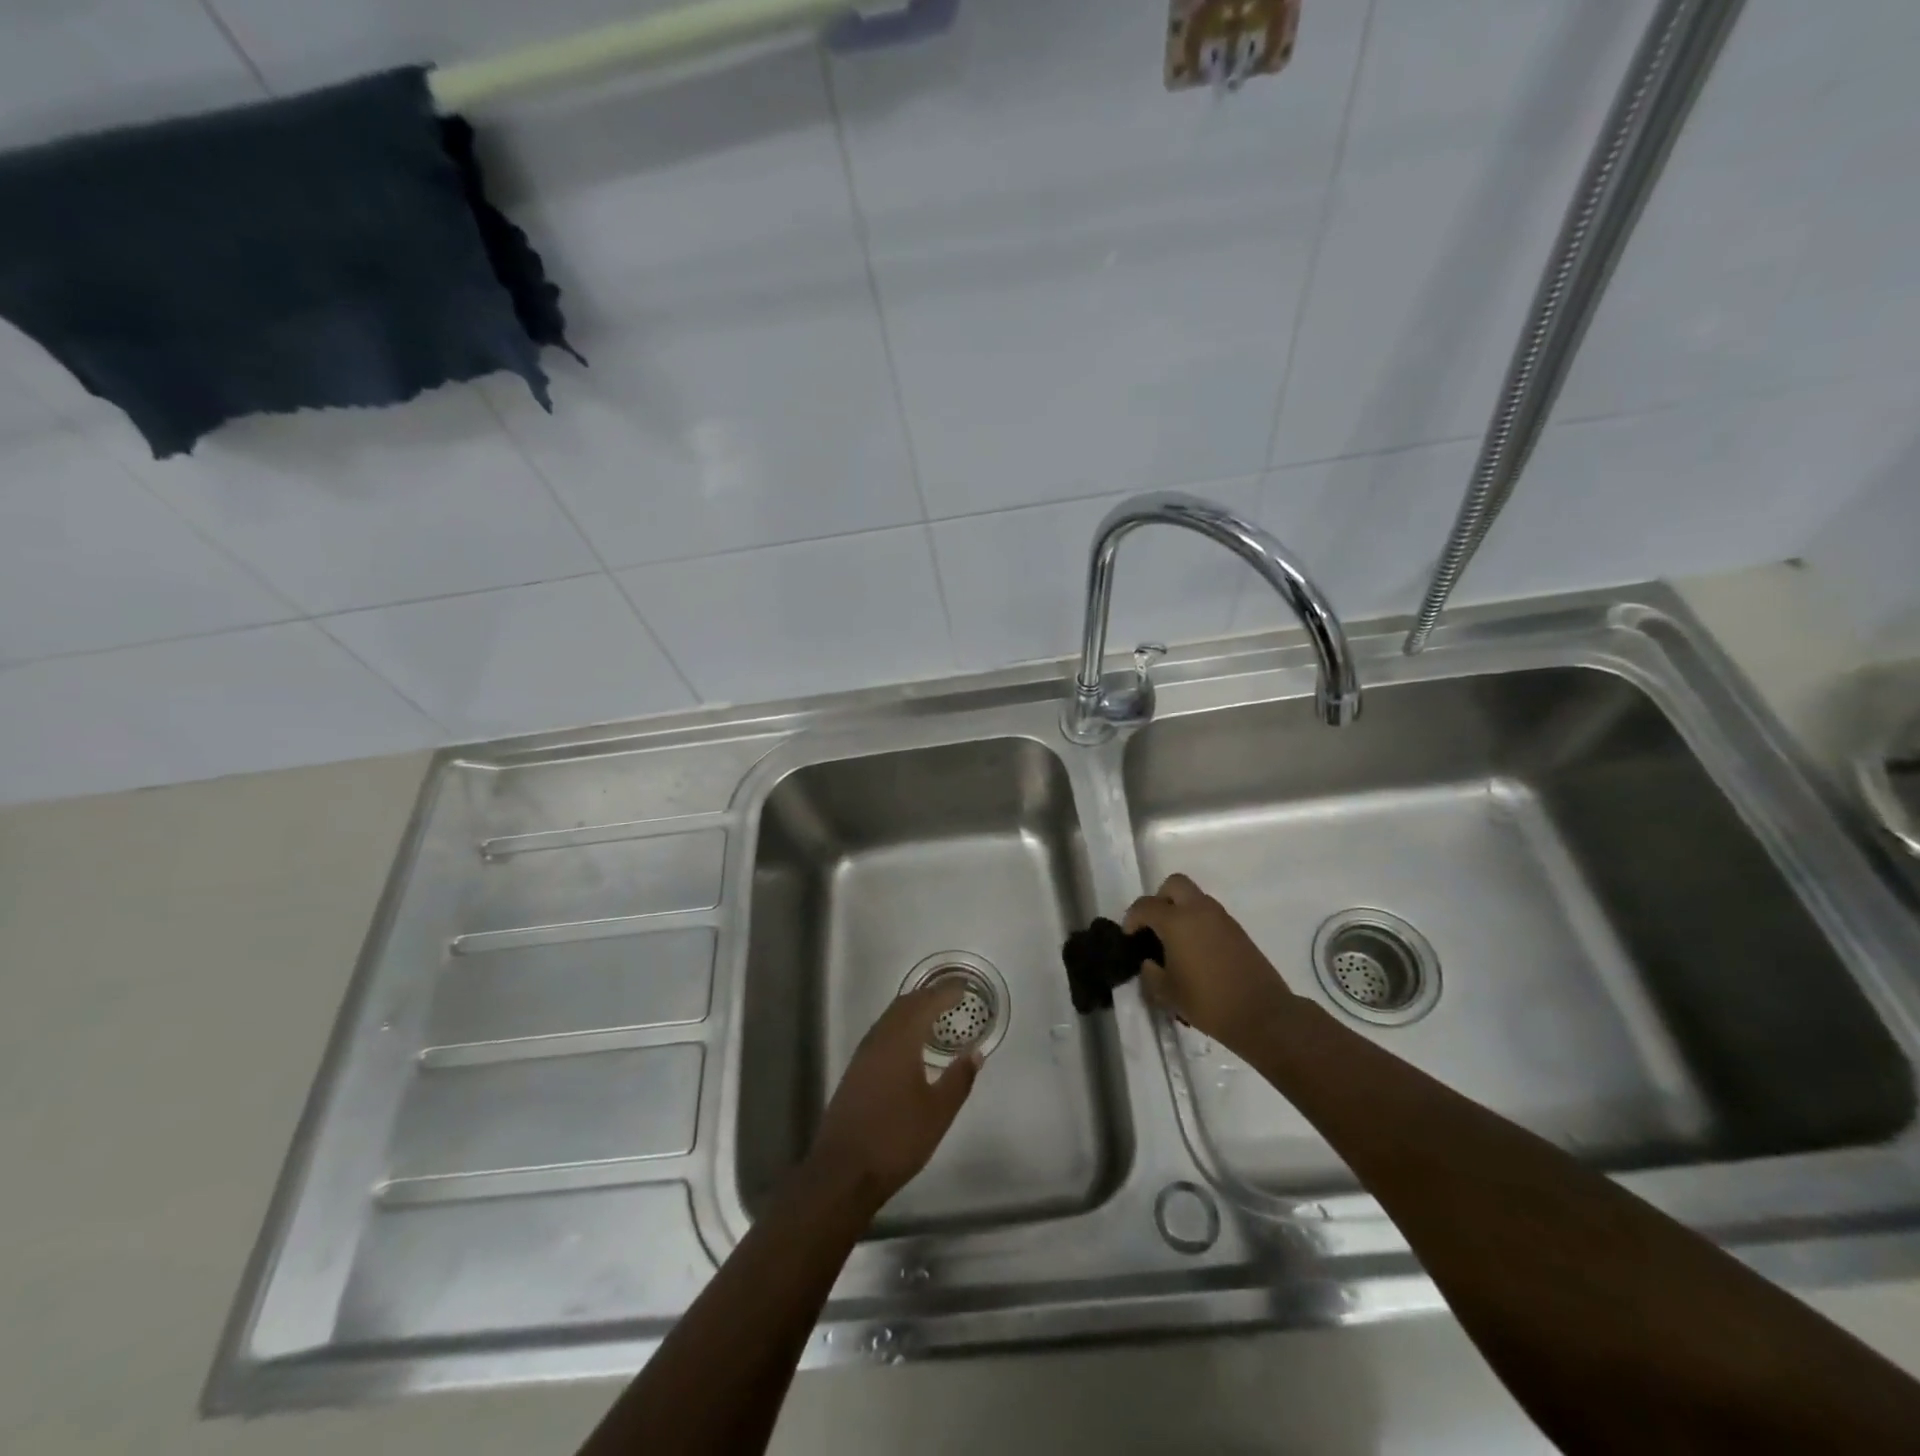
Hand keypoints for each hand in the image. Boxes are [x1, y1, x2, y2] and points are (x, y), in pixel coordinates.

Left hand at [806, 984, 981, 1213]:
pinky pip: (881, 1033)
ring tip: (935, 1015)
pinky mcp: (855, 1072)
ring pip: (890, 1018)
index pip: (925, 1004)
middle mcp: (878, 1040)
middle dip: (928, 996)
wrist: (843, 1172)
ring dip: (912, 1010)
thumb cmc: (896, 1139)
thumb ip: (958, 1079)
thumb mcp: (938, 1112)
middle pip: (904, 1005)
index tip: (964, 988)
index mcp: (900, 1041)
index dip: (945, 993)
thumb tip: (975, 1053)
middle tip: (952, 997)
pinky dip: (900, 1026)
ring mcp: (862, 1055)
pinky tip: (909, 1044)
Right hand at [1125, 873, 1301, 1057]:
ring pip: (1195, 897)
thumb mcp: (1167, 994)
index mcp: (1176, 921)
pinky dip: (1198, 922)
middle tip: (1155, 926)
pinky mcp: (1238, 930)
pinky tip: (1197, 952)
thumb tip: (1150, 962)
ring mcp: (1221, 918)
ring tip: (1176, 942)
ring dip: (1181, 910)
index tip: (1130, 937)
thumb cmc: (1208, 1002)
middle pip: (1174, 884)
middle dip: (1159, 899)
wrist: (1262, 1014)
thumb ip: (1151, 973)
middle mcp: (1199, 910)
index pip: (1145, 906)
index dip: (1132, 918)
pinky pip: (1210, 914)